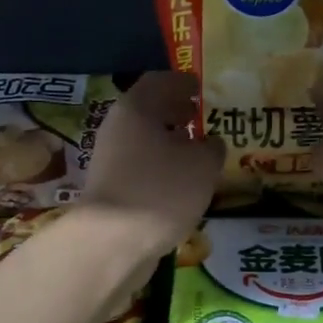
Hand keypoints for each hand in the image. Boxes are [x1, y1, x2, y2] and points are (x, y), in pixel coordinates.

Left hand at [79, 71, 223, 257]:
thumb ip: (212, 148)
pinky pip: (141, 168)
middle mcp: (117, 128)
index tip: (201, 89)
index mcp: (136, 108)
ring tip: (197, 154)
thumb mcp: (202, 165)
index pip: (160, 81)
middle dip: (175, 114)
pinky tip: (180, 184)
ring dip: (169, 144)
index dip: (183, 83)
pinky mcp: (110, 190)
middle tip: (201, 118)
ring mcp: (110, 160)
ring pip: (144, 142)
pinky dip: (161, 169)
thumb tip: (210, 143)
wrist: (112, 241)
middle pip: (149, 112)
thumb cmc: (161, 190)